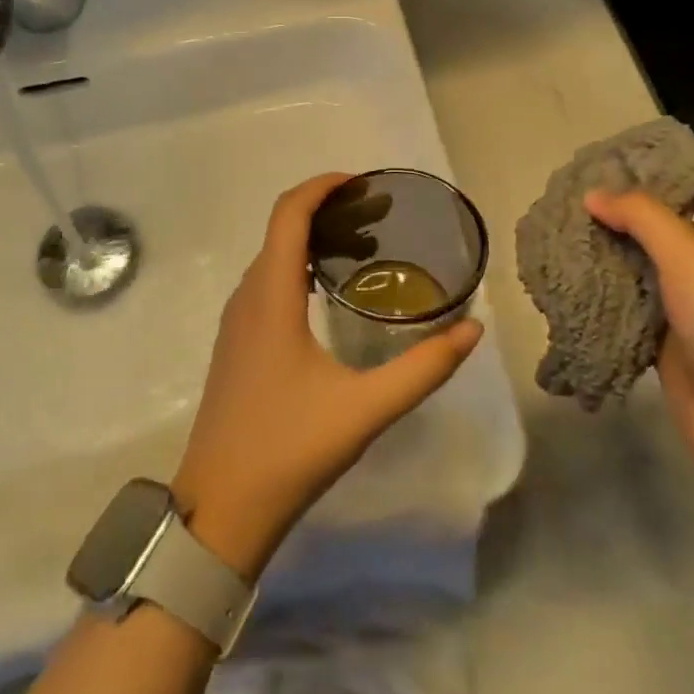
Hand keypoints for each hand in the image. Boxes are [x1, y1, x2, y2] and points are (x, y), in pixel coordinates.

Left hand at [172, 173, 484, 580]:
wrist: (220, 509)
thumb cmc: (289, 450)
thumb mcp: (365, 409)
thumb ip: (423, 369)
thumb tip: (473, 329)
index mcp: (271, 297)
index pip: (288, 214)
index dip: (322, 187)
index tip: (363, 184)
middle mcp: (247, 298)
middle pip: (282, 230)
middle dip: (328, 211)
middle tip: (379, 217)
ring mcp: (236, 323)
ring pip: (272, 258)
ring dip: (312, 241)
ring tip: (364, 251)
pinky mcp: (236, 345)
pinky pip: (267, 284)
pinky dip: (298, 268)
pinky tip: (331, 297)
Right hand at [584, 185, 693, 559]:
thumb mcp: (693, 259)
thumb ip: (644, 217)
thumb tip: (594, 194)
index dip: (661, 164)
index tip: (611, 153)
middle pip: (660, 221)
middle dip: (619, 204)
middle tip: (567, 186)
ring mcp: (683, 304)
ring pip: (637, 261)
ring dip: (603, 244)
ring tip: (557, 222)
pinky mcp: (660, 339)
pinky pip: (624, 301)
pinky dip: (598, 286)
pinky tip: (564, 272)